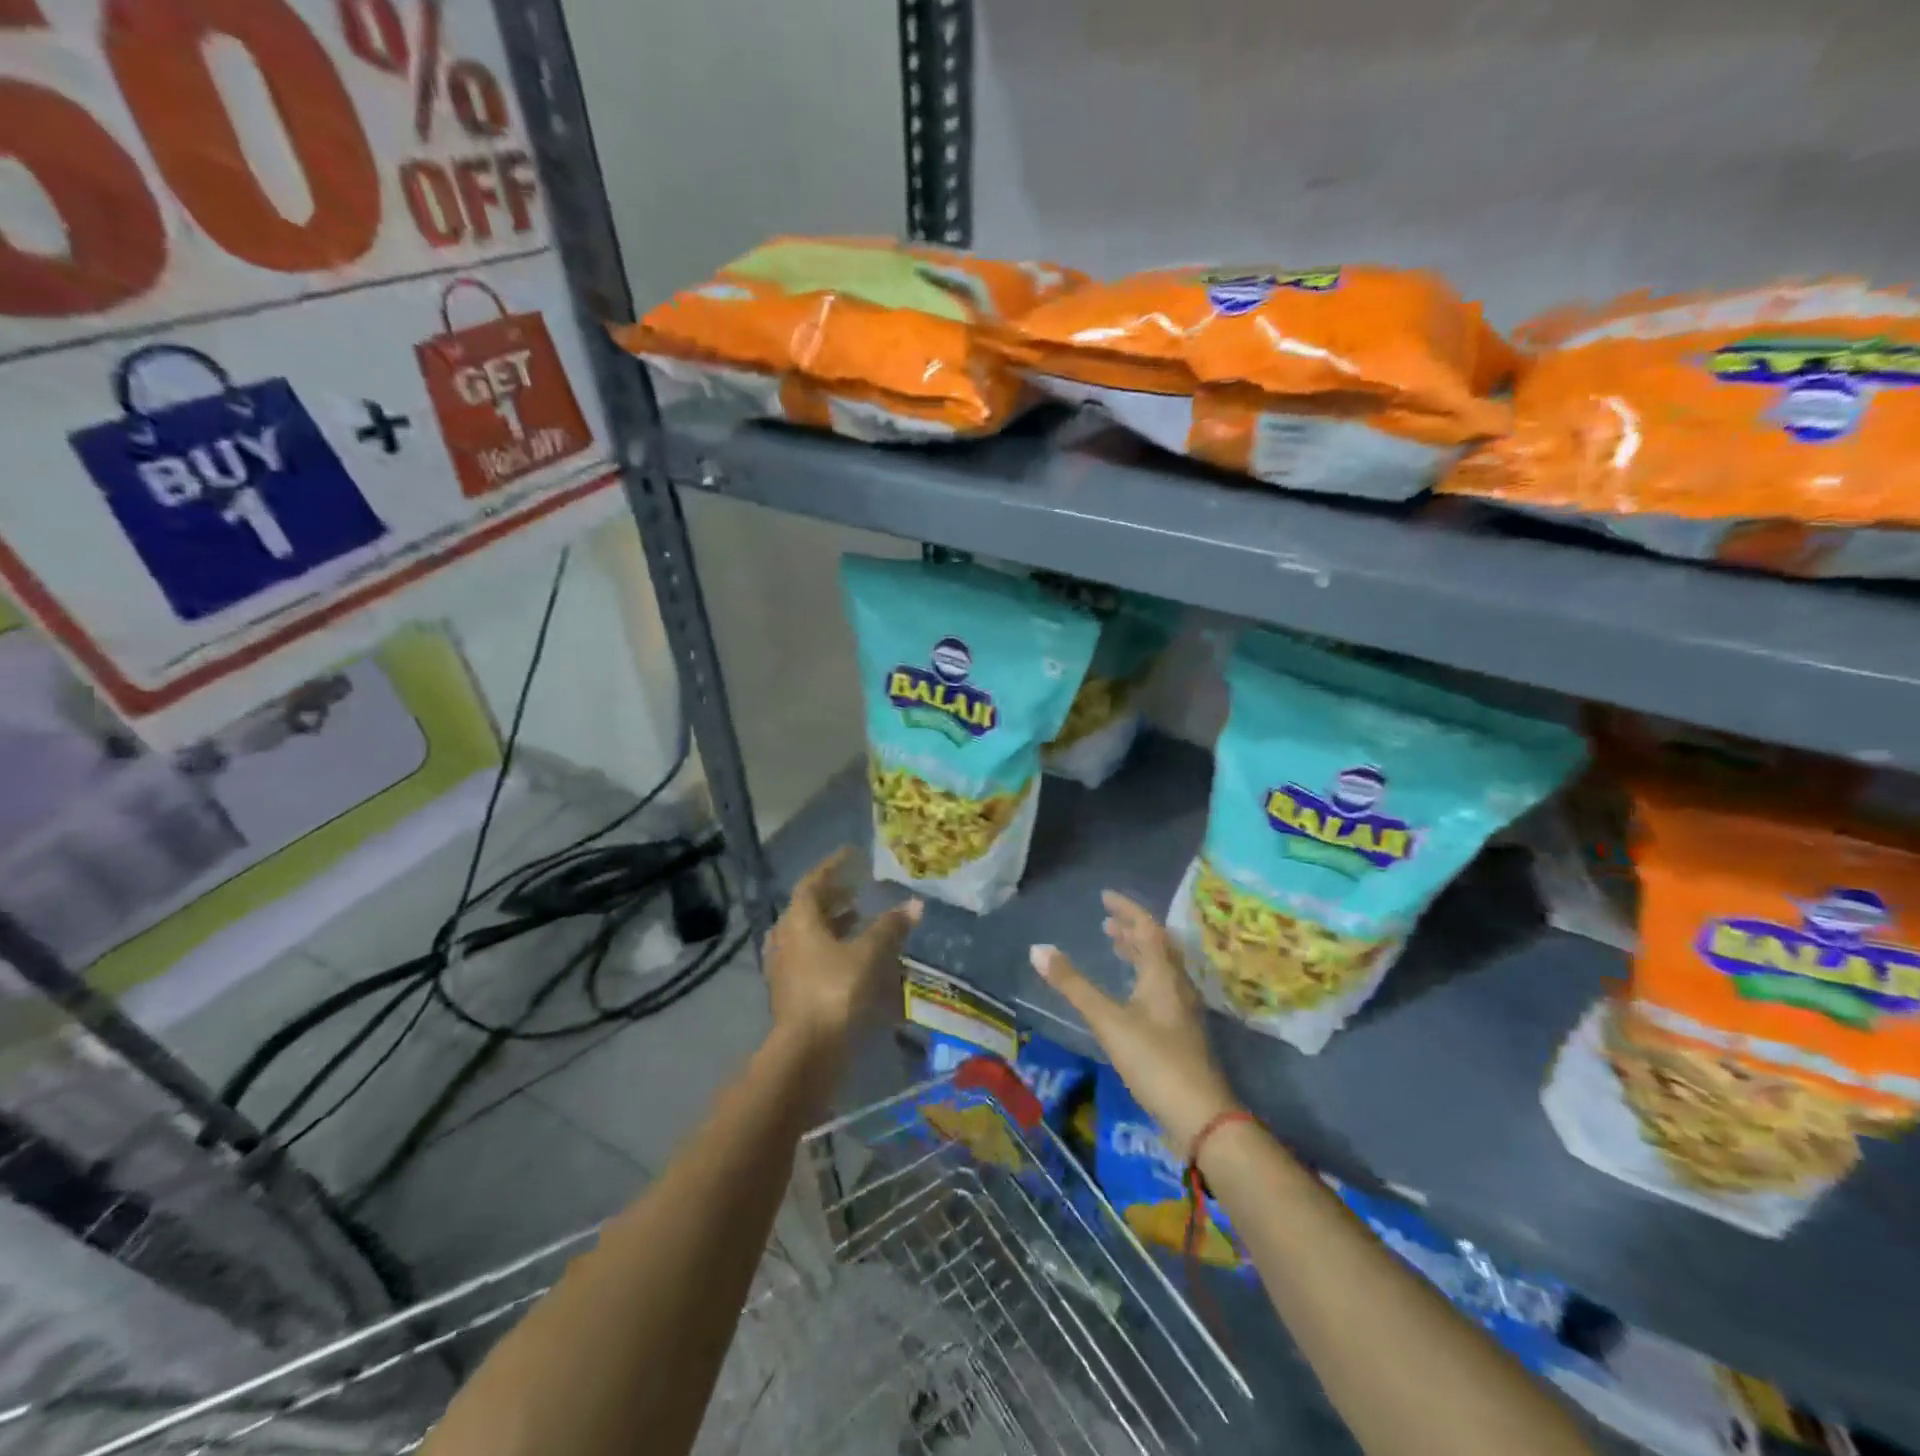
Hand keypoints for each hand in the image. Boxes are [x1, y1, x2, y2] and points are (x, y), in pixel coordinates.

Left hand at [765, 848, 921, 1056]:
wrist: (807, 1050)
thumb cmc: (836, 991)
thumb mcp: (870, 954)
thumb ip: (890, 927)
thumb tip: (914, 903)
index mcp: (798, 920)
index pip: (813, 882)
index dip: (833, 866)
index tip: (852, 855)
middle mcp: (785, 937)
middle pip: (808, 908)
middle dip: (834, 897)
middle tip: (857, 890)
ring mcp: (784, 967)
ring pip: (808, 934)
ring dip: (832, 923)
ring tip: (859, 920)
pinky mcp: (789, 991)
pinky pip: (809, 957)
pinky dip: (830, 948)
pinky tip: (852, 957)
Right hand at [1032, 891, 1239, 1160]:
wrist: (1200, 1116)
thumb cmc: (1154, 1060)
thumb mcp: (1108, 1021)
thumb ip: (1073, 985)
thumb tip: (1038, 949)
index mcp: (1163, 974)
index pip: (1147, 927)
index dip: (1126, 909)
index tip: (1105, 897)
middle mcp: (1177, 985)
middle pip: (1157, 946)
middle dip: (1131, 930)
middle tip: (1106, 923)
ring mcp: (1182, 1010)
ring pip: (1160, 968)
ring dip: (1138, 952)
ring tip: (1115, 948)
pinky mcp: (1181, 1032)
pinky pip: (1161, 988)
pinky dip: (1142, 976)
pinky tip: (1130, 993)